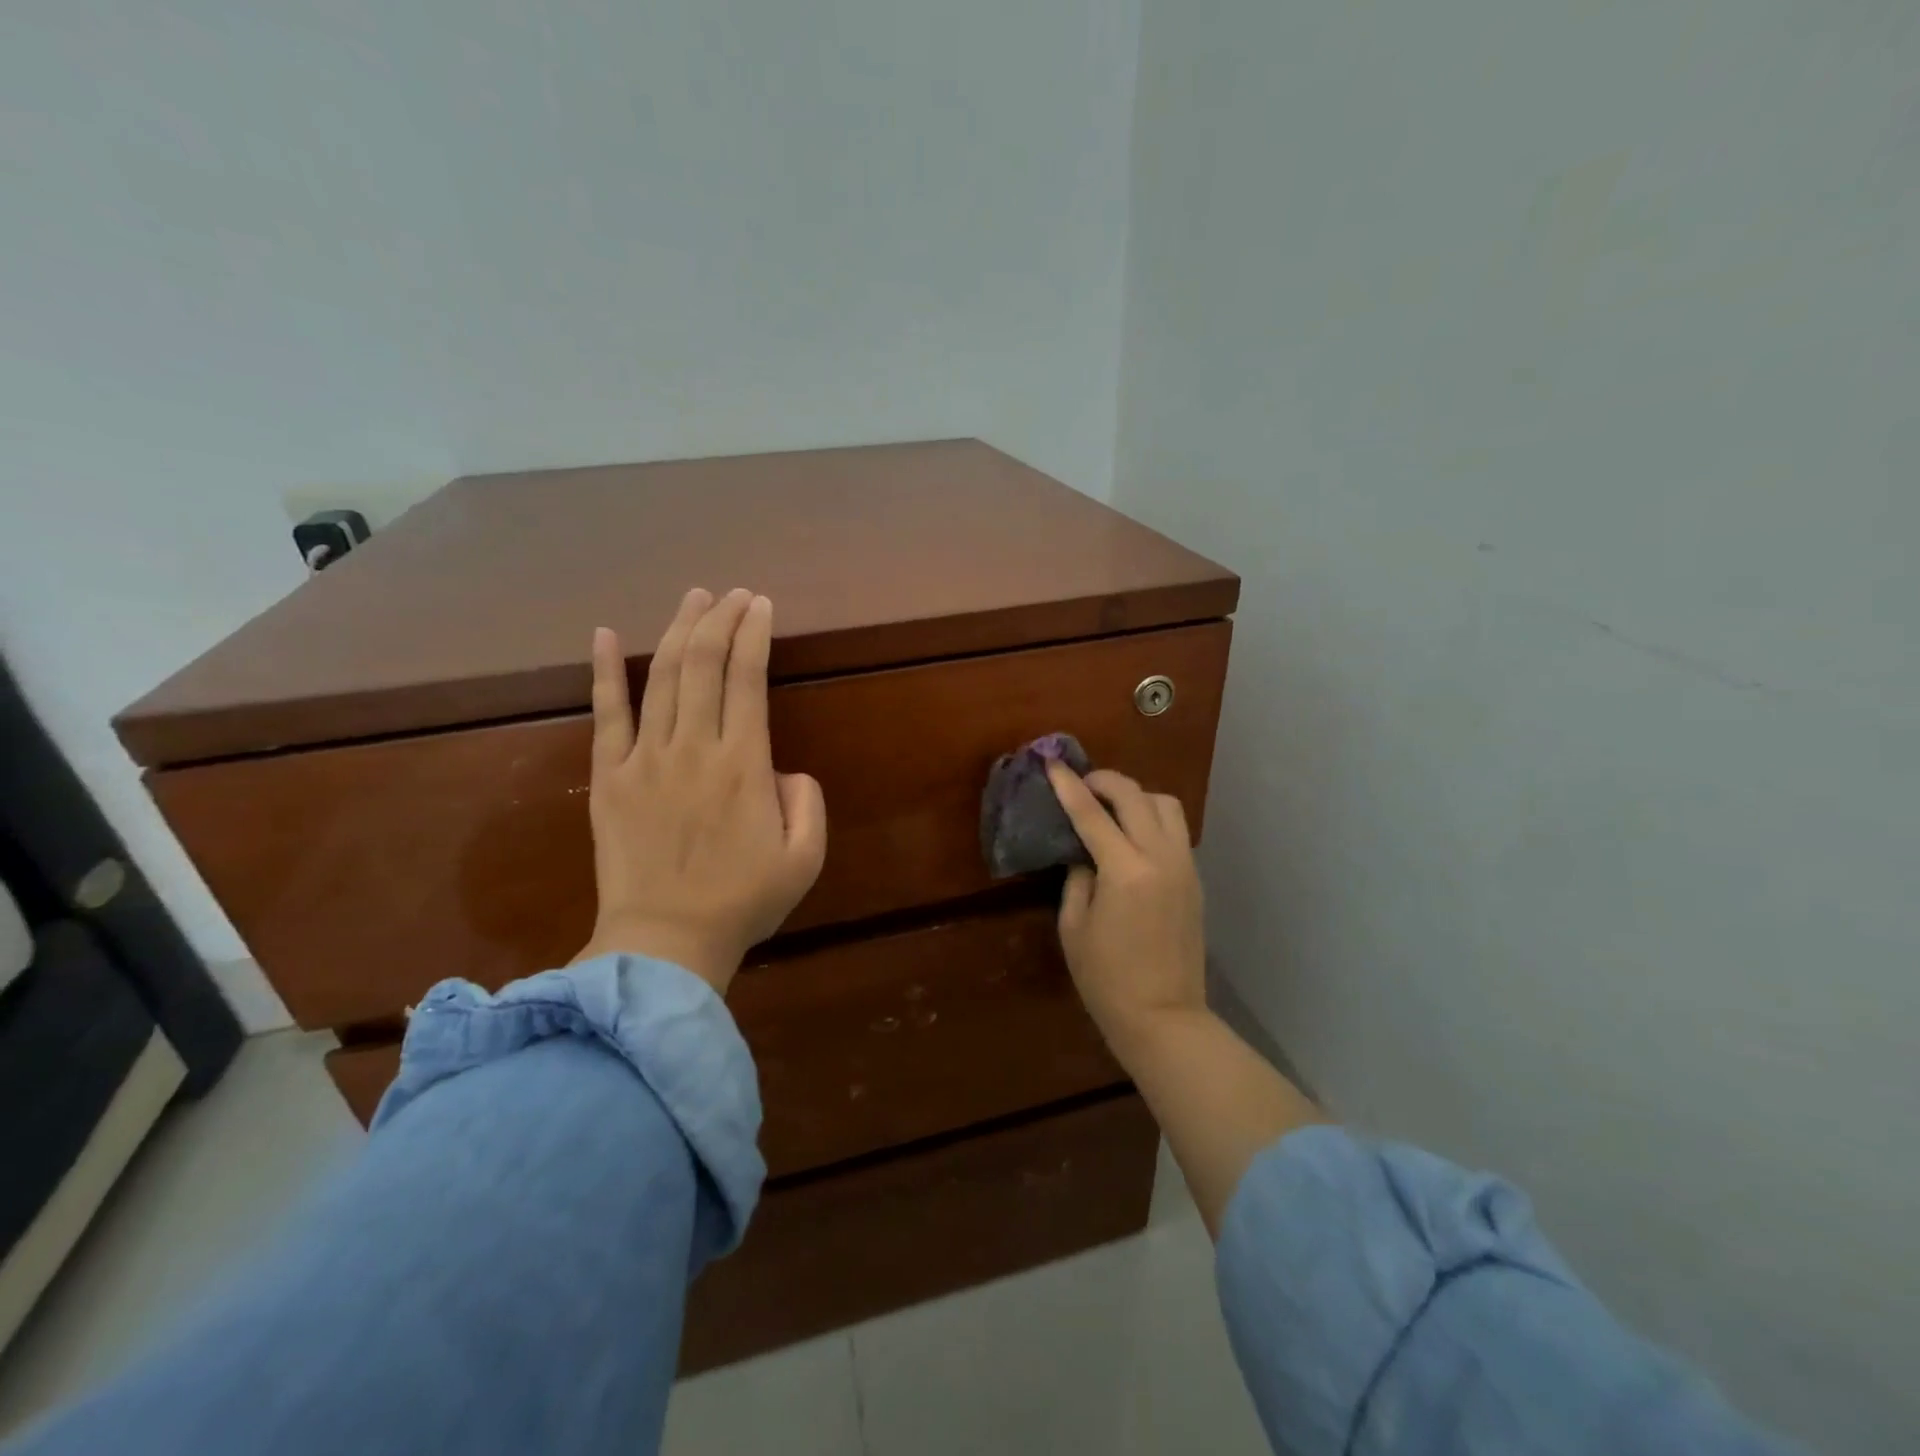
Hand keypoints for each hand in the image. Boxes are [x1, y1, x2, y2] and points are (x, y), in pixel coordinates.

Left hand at [573, 588, 827, 994]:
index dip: (754, 634)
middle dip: (721, 619)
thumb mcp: (805, 858)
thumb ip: (807, 802)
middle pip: (705, 664)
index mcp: (745, 764)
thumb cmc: (742, 903)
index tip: (761, 605)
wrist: (665, 943)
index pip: (748, 678)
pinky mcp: (610, 777)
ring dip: (680, 630)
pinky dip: (606, 671)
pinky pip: (606, 714)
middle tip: (733, 594)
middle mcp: (695, 747)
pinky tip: (607, 634)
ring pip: (664, 677)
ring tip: (694, 598)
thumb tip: (784, 771)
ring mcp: (646, 758)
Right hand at [1046, 763, 1206, 1051]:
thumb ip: (1077, 880)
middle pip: (1135, 795)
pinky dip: (1152, 819)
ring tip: (1111, 809)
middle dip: (1104, 780)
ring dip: (1135, 796)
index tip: (1053, 764)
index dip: (1069, 785)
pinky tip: (1132, 837)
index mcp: (1125, 871)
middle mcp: (1160, 858)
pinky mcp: (1195, 879)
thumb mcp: (1074, 927)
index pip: (1091, 813)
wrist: (1164, 1018)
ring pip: (1166, 805)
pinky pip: (1175, 830)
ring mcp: (1184, 866)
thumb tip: (1085, 856)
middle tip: (1081, 784)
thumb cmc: (1107, 979)